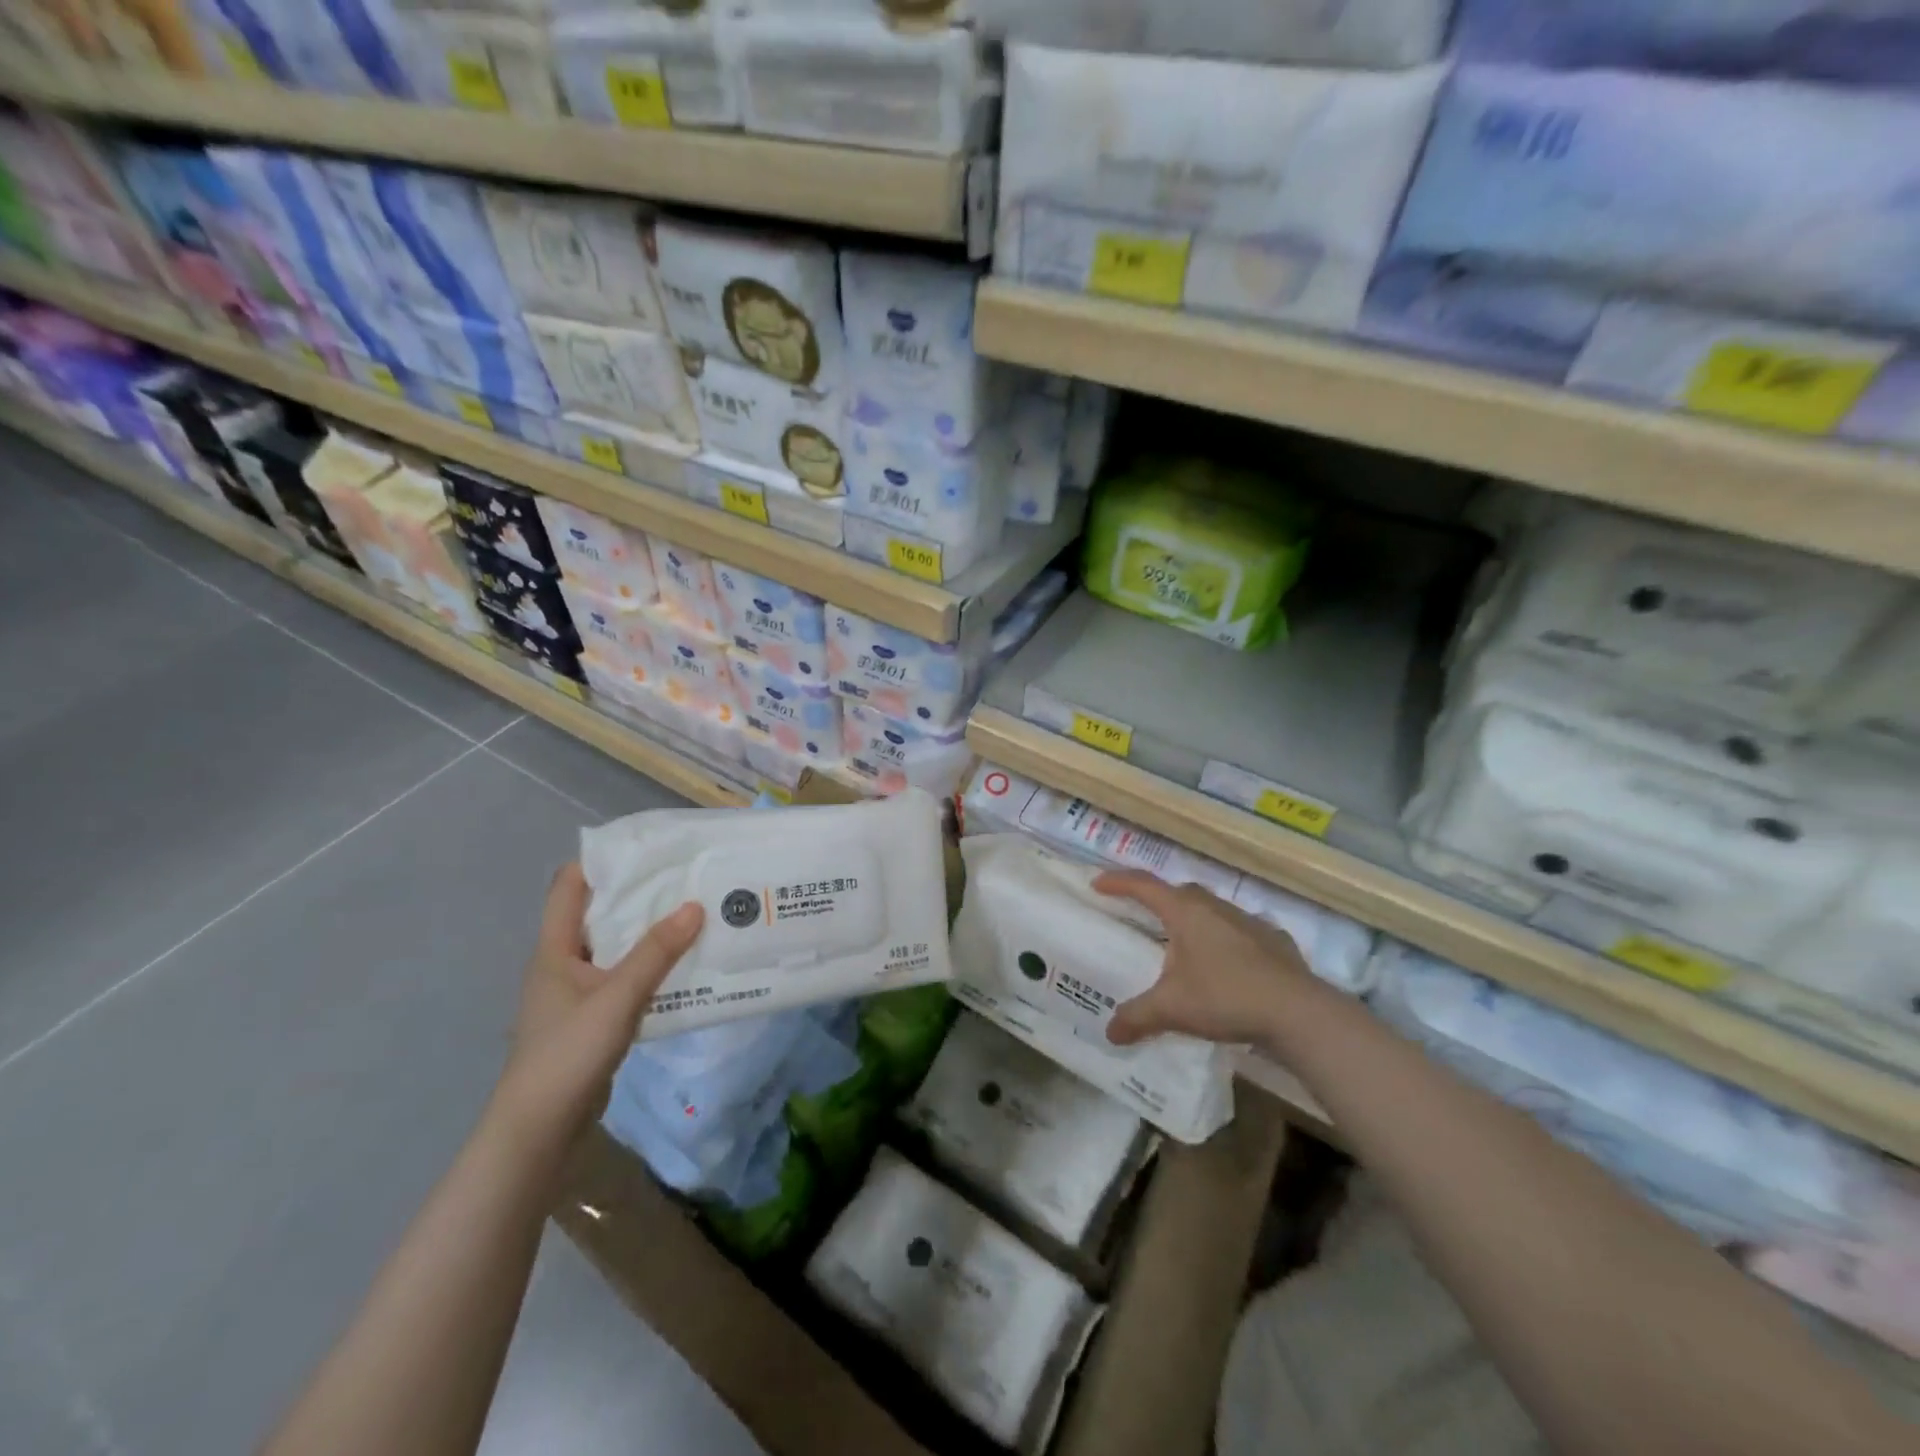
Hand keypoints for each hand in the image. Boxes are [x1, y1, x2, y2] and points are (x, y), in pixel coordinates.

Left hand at [489, 863, 702, 1152]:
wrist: (540, 1131)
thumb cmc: (567, 1054)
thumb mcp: (616, 998)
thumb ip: (656, 953)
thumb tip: (695, 906)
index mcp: (555, 949)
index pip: (570, 886)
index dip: (602, 861)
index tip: (648, 848)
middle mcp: (564, 963)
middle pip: (601, 914)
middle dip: (640, 895)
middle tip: (687, 878)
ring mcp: (580, 992)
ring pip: (618, 947)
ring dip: (651, 933)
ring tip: (696, 914)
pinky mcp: (596, 1018)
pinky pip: (627, 978)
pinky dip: (653, 966)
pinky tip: (686, 964)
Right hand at [1094, 871, 1316, 1047]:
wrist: (1298, 1012)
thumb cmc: (1225, 997)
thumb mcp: (1172, 1009)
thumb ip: (1137, 1017)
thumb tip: (1110, 1032)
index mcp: (1185, 912)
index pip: (1143, 885)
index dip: (1118, 882)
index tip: (1098, 884)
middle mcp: (1215, 907)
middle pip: (1179, 893)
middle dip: (1158, 900)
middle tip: (1143, 916)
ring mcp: (1249, 921)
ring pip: (1212, 911)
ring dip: (1194, 921)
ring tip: (1185, 946)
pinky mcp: (1275, 941)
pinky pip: (1241, 932)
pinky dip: (1227, 941)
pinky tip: (1229, 965)